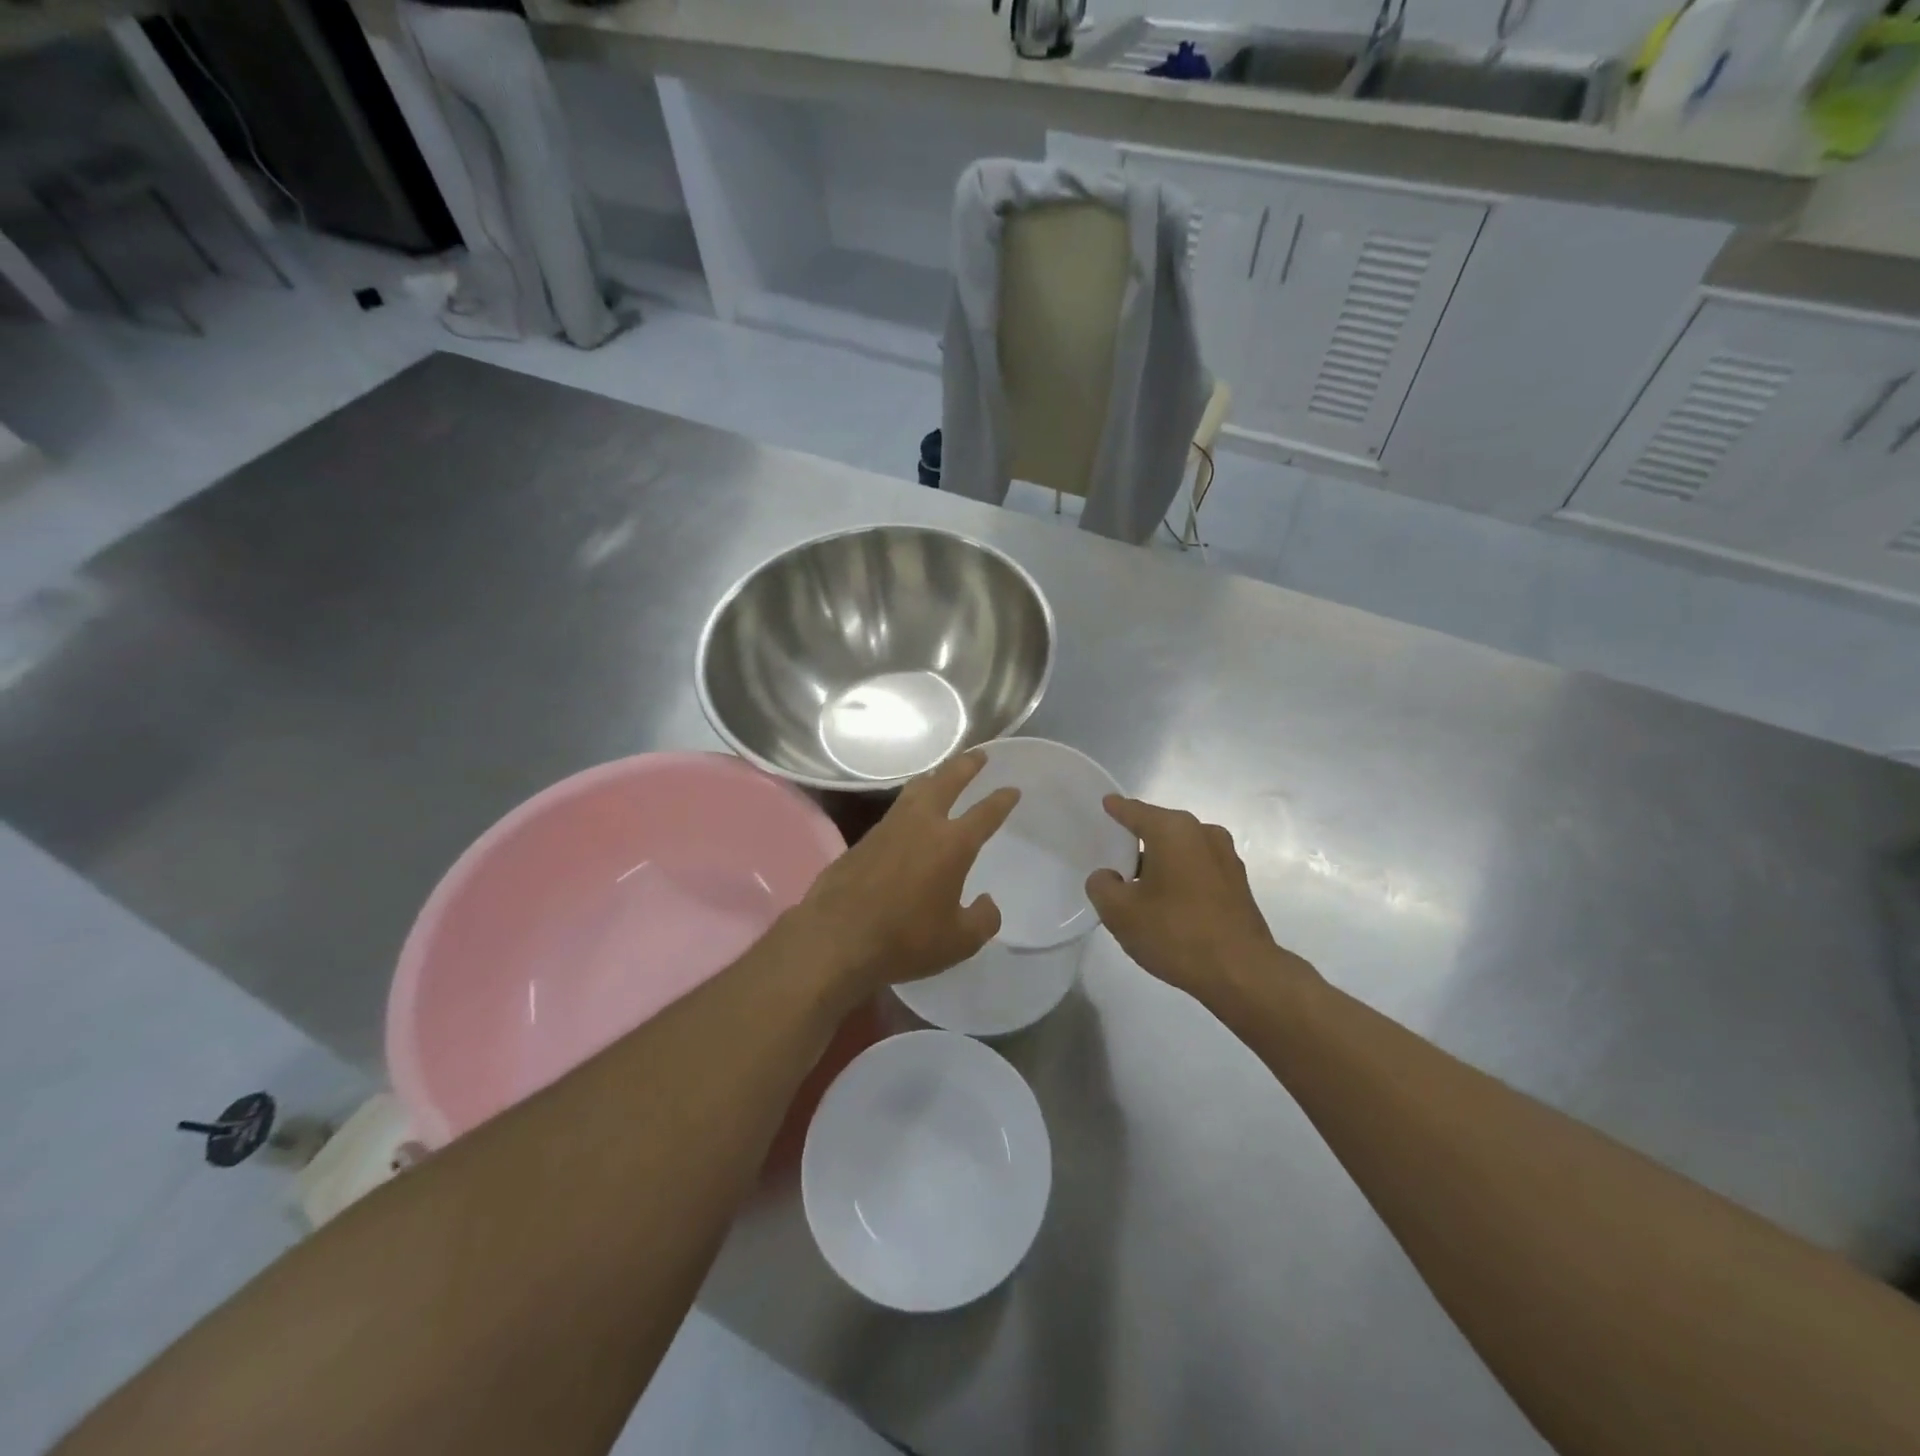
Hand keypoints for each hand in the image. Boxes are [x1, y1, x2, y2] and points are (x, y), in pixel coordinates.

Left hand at [788, 750, 1019, 1002]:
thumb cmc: (905, 939)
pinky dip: (909, 804)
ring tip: (942, 775)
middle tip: (979, 755)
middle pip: (947, 781)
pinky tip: (909, 816)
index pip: (985, 813)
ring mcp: (888, 828)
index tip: (1012, 790)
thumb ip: (982, 920)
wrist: (836, 938)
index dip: (1001, 800)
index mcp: (952, 844)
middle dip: (966, 766)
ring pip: (915, 790)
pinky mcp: (863, 839)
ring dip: (934, 778)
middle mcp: (921, 824)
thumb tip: (987, 903)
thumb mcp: (958, 942)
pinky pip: (894, 811)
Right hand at [1086, 796, 1311, 1009]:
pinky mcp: (1238, 884)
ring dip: (1161, 862)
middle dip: (1138, 840)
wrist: (1242, 973)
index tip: (1106, 803)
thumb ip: (1102, 886)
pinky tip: (1168, 903)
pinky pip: (1198, 869)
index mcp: (1173, 830)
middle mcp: (1203, 833)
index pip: (1135, 811)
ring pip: (1182, 850)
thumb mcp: (1120, 912)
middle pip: (1161, 828)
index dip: (1117, 809)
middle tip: (1115, 855)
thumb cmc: (1176, 933)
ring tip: (1139, 886)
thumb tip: (1108, 877)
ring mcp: (1226, 858)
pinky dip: (1181, 878)